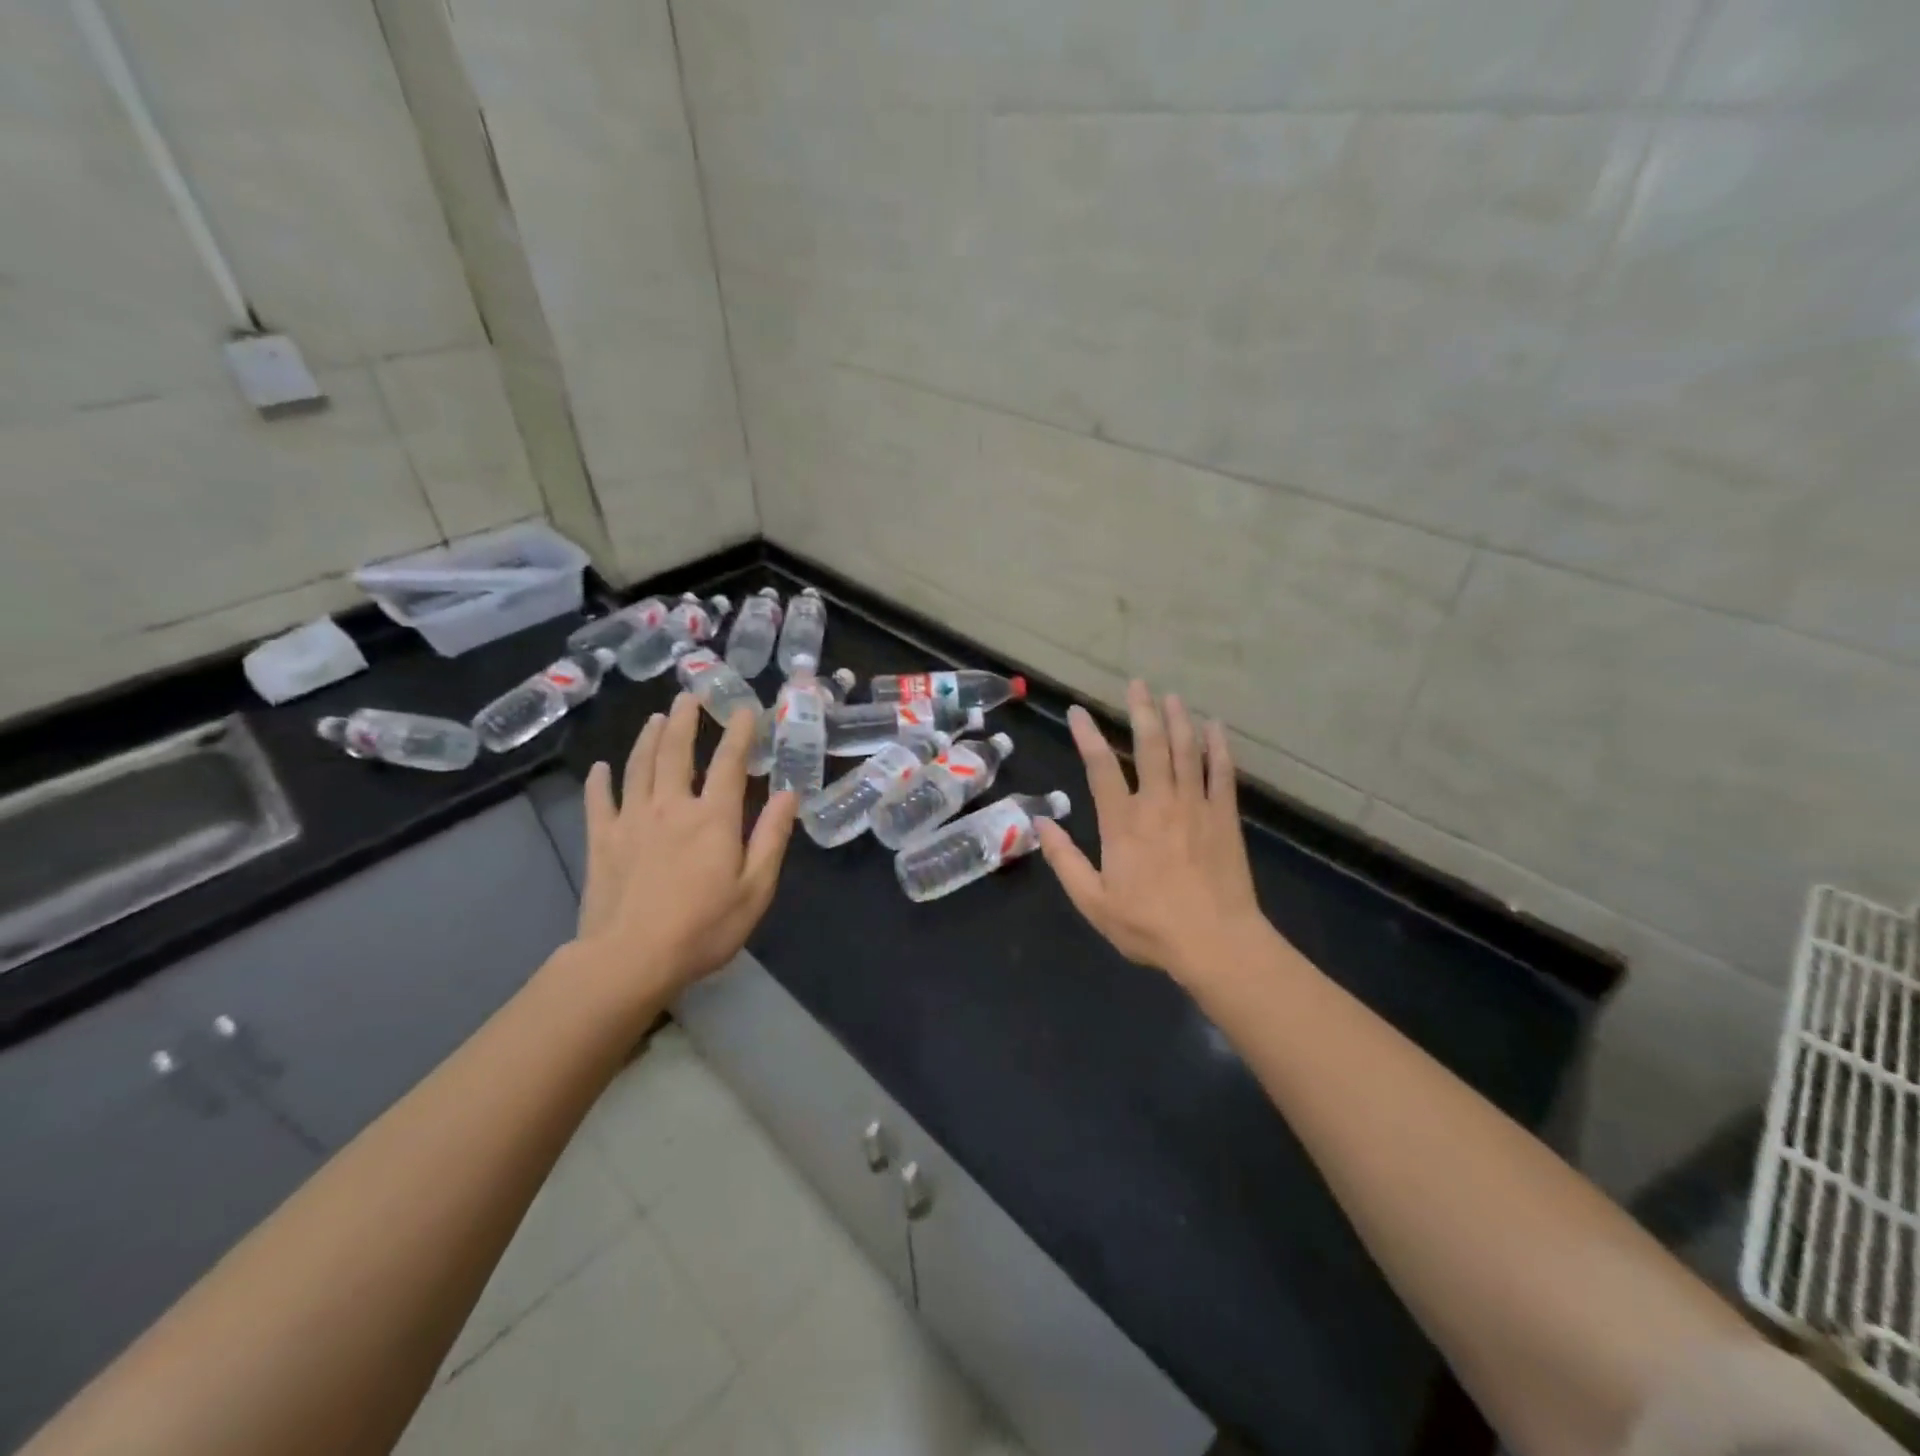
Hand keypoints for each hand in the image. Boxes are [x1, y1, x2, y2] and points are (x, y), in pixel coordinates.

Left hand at [574, 694, 796, 1006]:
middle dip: (685, 721)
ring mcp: (632, 820)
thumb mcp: (755, 889)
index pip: (730, 763)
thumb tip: (789, 794)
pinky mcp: (602, 841)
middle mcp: (671, 807)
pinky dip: (599, 782)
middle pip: (677, 752)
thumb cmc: (703, 928)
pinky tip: (600, 768)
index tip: (744, 709)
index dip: (740, 733)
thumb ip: (772, 838)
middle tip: (689, 696)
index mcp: (713, 818)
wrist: (630, 959)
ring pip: (639, 767)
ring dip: (648, 739)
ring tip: (656, 718)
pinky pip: (599, 802)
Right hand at [1037, 682, 1276, 990]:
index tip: (1077, 712)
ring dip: (1178, 719)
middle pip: (1149, 745)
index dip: (1087, 736)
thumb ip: (1064, 860)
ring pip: (1186, 751)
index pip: (1100, 767)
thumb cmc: (1149, 925)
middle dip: (1142, 711)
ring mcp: (1195, 807)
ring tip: (1172, 696)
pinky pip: (1222, 773)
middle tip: (1137, 684)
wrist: (1216, 943)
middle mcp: (1158, 803)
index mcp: (1123, 822)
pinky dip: (1218, 747)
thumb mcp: (1093, 901)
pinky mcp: (1224, 817)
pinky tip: (1215, 727)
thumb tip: (1041, 822)